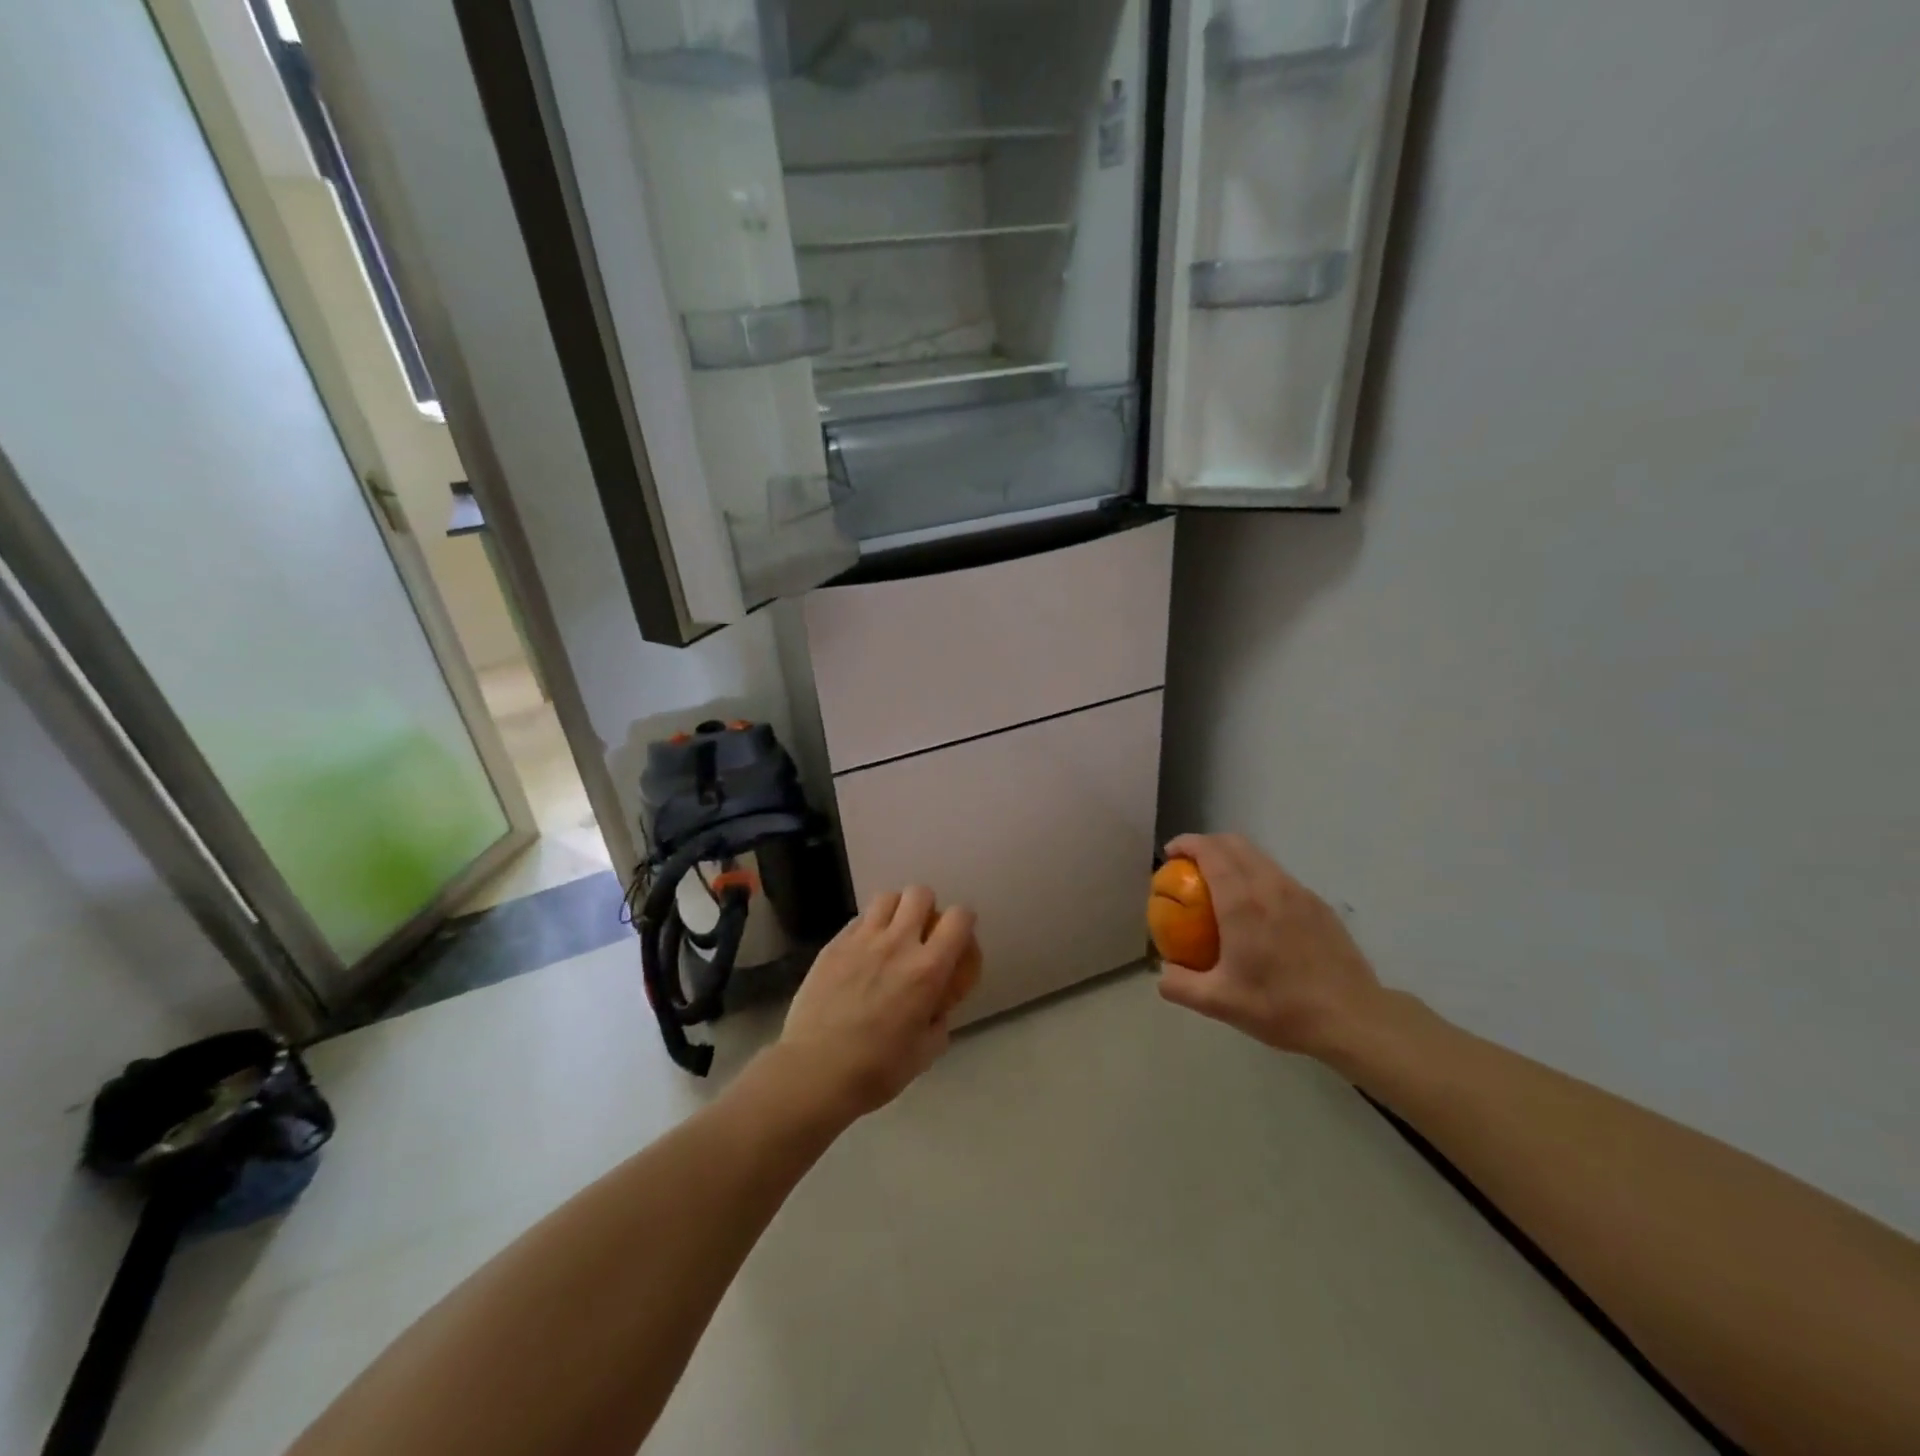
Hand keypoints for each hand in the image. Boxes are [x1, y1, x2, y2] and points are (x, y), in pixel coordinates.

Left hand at [774, 886, 976, 1122]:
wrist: (814, 1071)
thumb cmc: (876, 1070)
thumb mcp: (926, 1052)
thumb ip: (938, 1020)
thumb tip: (934, 1008)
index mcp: (928, 969)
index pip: (959, 918)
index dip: (964, 921)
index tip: (959, 937)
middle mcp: (898, 943)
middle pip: (920, 894)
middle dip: (927, 908)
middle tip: (922, 932)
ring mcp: (862, 940)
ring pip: (887, 897)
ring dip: (896, 910)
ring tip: (892, 933)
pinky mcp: (833, 945)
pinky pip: (858, 919)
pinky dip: (868, 927)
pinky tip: (862, 951)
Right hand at [1155, 834, 1384, 1061]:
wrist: (1352, 1018)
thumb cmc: (1281, 1006)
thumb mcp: (1219, 1003)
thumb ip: (1180, 985)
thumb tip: (1162, 973)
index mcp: (1241, 901)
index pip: (1210, 851)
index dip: (1186, 843)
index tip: (1170, 854)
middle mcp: (1270, 885)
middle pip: (1234, 843)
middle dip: (1207, 844)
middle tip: (1189, 865)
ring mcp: (1299, 892)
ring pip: (1259, 857)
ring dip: (1234, 858)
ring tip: (1220, 885)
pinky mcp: (1318, 905)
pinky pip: (1279, 876)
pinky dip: (1257, 876)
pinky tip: (1257, 910)